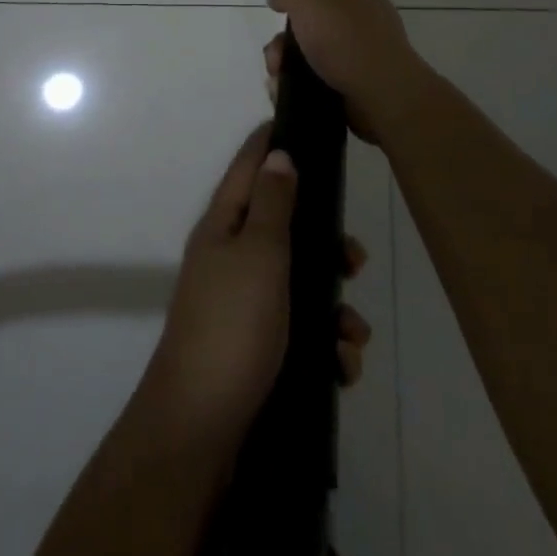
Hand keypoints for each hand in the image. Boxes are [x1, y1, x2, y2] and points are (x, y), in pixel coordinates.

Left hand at [141, 124, 372, 459]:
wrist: (202, 429)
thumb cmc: (232, 326)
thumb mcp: (258, 255)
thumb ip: (272, 204)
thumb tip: (278, 153)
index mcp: (223, 226)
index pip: (248, 167)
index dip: (273, 143)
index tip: (306, 126)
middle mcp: (231, 258)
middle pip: (285, 228)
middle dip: (326, 244)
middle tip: (355, 260)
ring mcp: (243, 305)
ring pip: (301, 284)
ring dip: (334, 306)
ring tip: (352, 335)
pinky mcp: (258, 348)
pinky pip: (301, 331)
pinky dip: (324, 345)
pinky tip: (340, 367)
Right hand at [265, 0, 426, 143]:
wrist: (383, 99)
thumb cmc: (349, 40)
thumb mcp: (308, 2)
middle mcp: (362, 12)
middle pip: (318, 3)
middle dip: (292, 17)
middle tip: (277, 29)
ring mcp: (360, 47)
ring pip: (310, 41)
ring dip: (286, 53)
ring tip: (277, 68)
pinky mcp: (353, 79)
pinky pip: (314, 71)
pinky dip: (295, 77)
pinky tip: (285, 87)